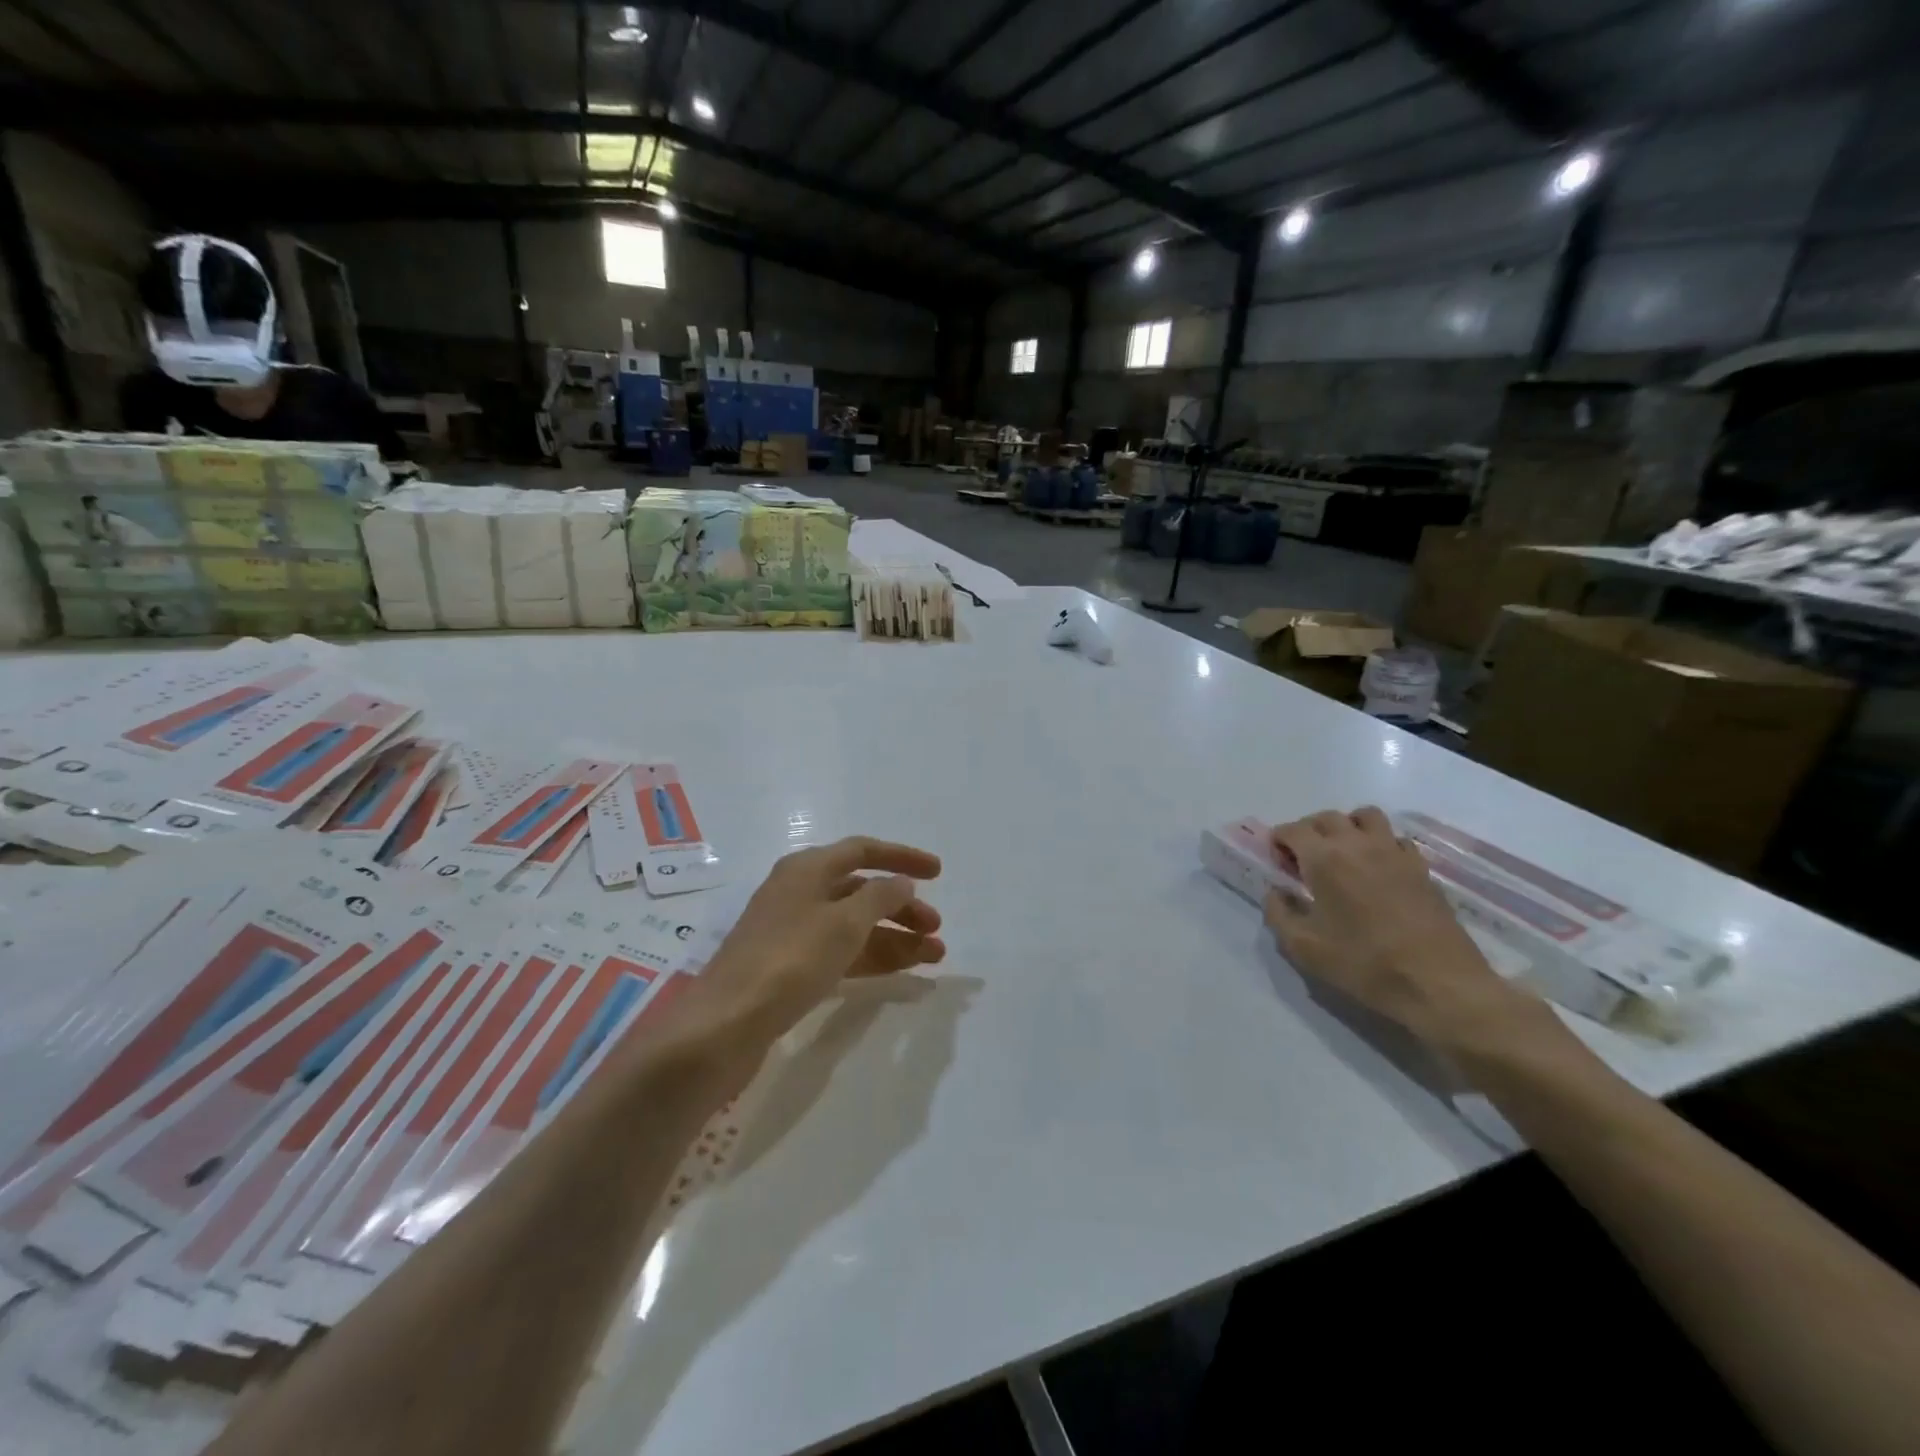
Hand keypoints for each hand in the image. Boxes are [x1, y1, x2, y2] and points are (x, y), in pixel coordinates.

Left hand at [690, 836, 944, 1053]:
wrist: (726, 1024)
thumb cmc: (789, 960)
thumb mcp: (843, 922)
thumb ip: (880, 897)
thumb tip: (902, 882)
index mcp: (807, 868)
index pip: (863, 850)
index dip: (903, 857)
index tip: (939, 872)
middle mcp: (799, 893)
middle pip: (861, 890)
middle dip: (902, 907)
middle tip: (936, 929)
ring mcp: (794, 932)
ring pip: (855, 925)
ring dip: (894, 936)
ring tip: (934, 956)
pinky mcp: (791, 968)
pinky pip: (843, 952)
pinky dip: (873, 957)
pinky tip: (902, 970)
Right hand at [1263, 808, 1553, 1054]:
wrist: (1439, 984)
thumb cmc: (1364, 964)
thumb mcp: (1304, 948)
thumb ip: (1278, 913)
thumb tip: (1275, 892)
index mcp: (1325, 859)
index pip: (1293, 830)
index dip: (1279, 841)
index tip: (1277, 860)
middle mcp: (1358, 845)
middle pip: (1327, 817)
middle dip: (1308, 831)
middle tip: (1303, 858)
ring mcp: (1394, 853)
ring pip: (1365, 817)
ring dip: (1347, 826)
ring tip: (1342, 853)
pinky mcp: (1421, 868)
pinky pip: (1395, 838)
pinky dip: (1379, 843)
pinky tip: (1376, 868)